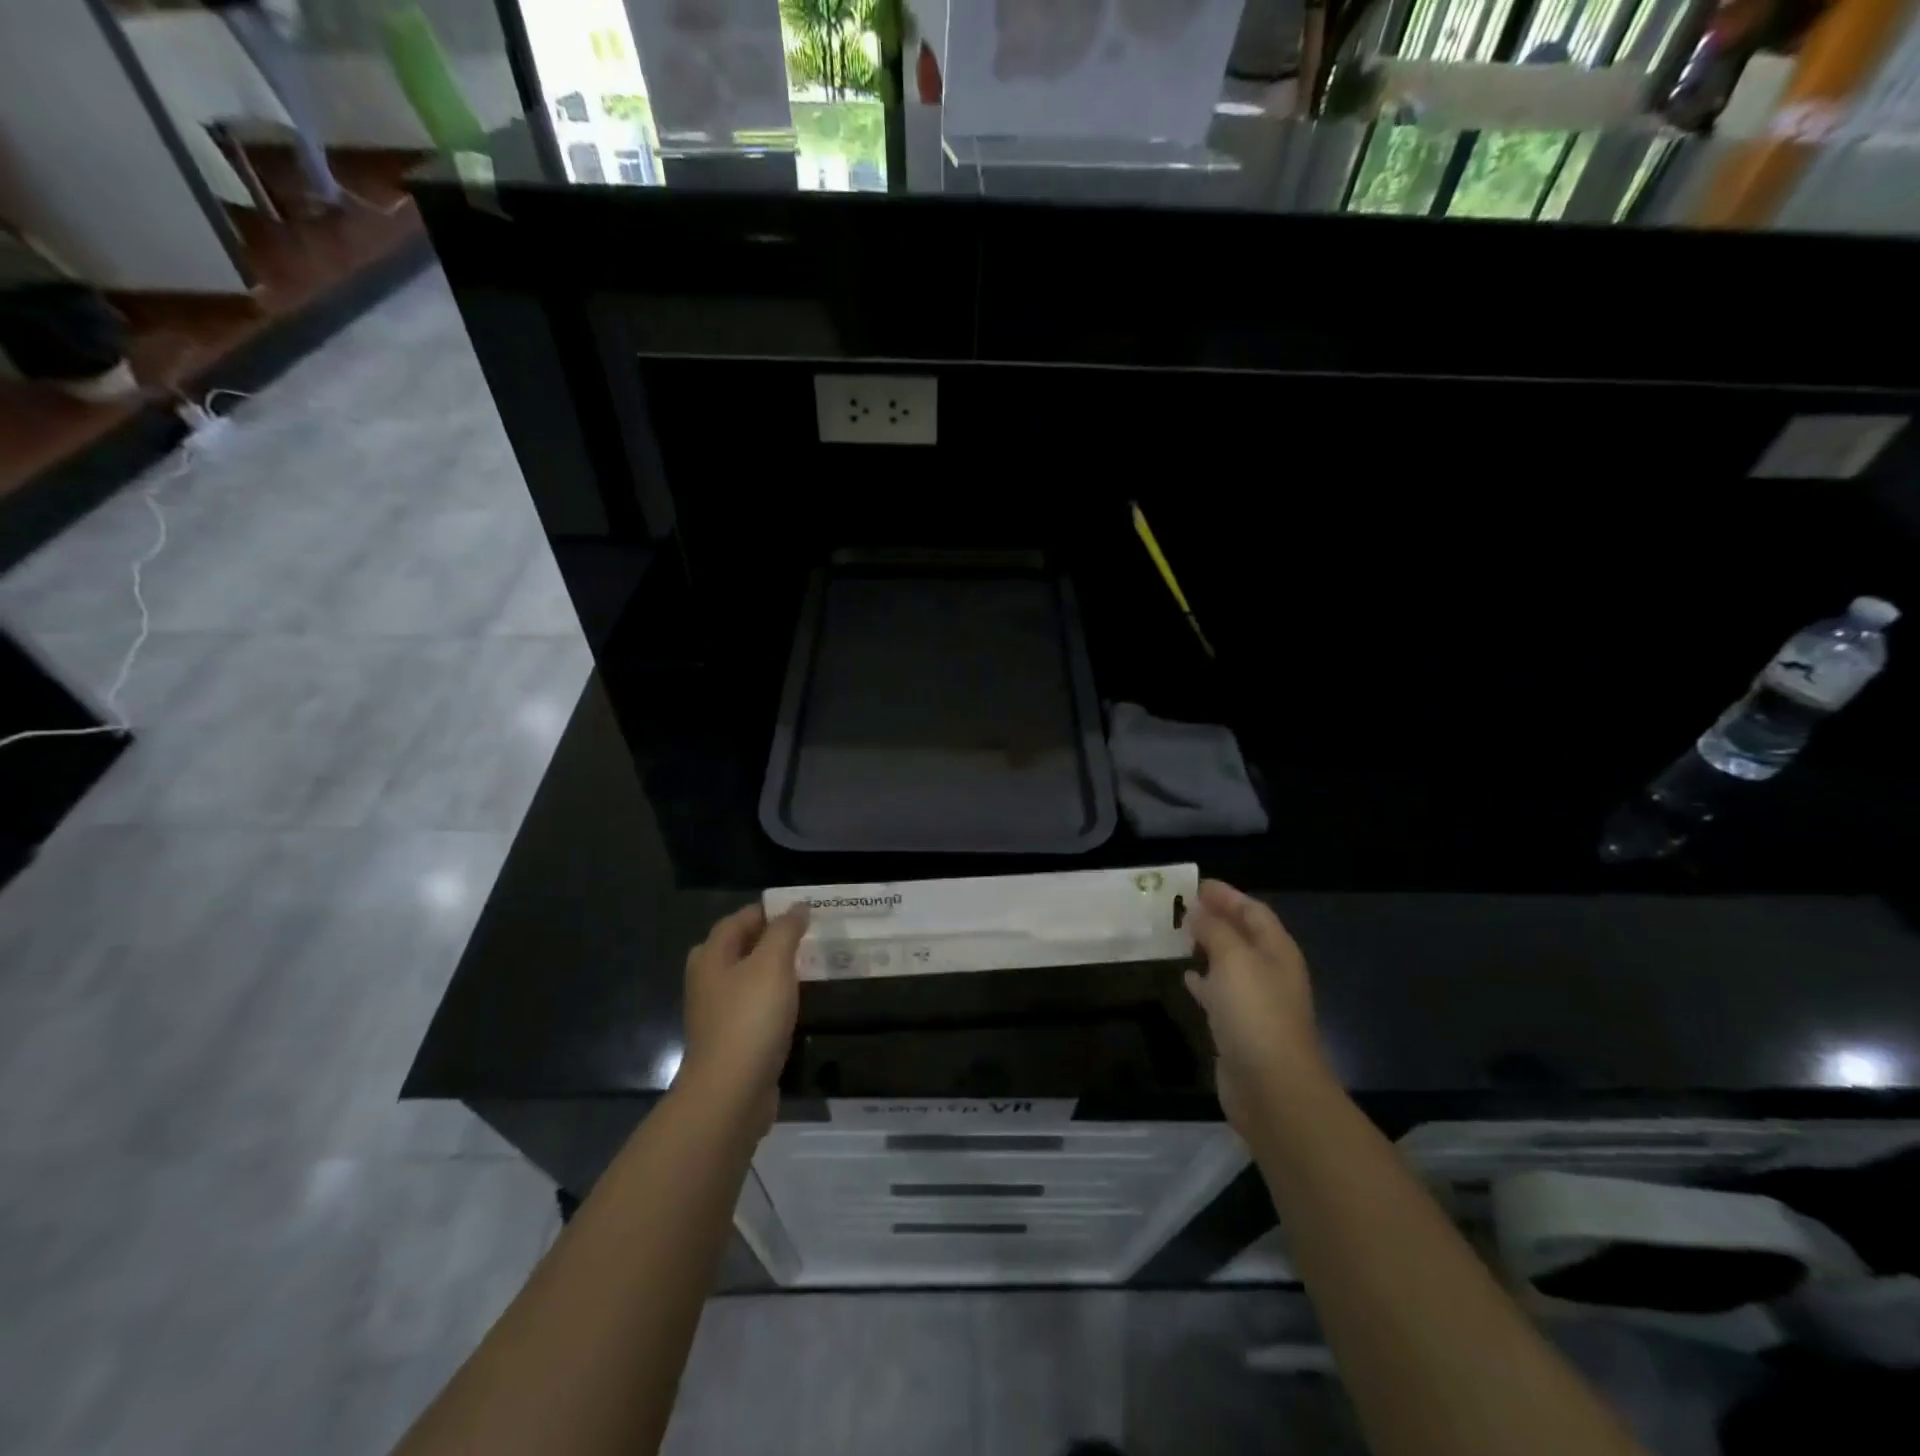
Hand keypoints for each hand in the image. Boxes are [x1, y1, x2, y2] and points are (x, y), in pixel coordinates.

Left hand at [678, 903, 808, 1133]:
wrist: (731, 1092)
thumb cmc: (750, 1018)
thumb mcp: (773, 964)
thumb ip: (785, 931)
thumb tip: (797, 906)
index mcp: (711, 957)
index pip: (737, 920)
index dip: (767, 911)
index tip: (800, 910)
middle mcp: (707, 981)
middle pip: (736, 948)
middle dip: (766, 939)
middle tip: (802, 936)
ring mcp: (716, 1014)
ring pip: (744, 979)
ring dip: (770, 970)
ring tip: (804, 965)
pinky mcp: (729, 1041)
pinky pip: (752, 1007)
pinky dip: (771, 999)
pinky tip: (793, 1003)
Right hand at [1183, 879, 1327, 1135]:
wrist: (1271, 1087)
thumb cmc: (1255, 1013)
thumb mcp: (1233, 960)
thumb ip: (1214, 930)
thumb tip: (1197, 909)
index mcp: (1277, 951)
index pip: (1254, 911)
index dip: (1228, 896)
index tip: (1197, 884)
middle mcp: (1270, 973)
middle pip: (1243, 936)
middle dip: (1217, 918)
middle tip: (1183, 906)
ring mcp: (1257, 1003)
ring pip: (1230, 964)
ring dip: (1208, 947)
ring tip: (1179, 934)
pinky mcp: (1240, 1028)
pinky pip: (1220, 993)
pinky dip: (1204, 980)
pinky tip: (1185, 977)